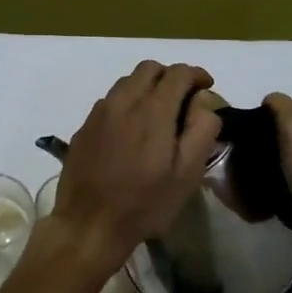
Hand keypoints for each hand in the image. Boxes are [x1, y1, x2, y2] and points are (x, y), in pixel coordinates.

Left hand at [49, 62, 221, 283]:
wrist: (89, 224)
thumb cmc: (144, 203)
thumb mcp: (186, 174)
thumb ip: (201, 132)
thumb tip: (205, 105)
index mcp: (152, 109)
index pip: (178, 73)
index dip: (196, 74)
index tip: (207, 86)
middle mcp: (123, 101)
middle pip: (149, 68)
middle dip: (171, 75)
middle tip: (184, 99)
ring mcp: (99, 112)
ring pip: (127, 81)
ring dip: (147, 86)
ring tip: (158, 113)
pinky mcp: (85, 126)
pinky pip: (110, 100)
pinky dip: (127, 102)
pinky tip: (131, 129)